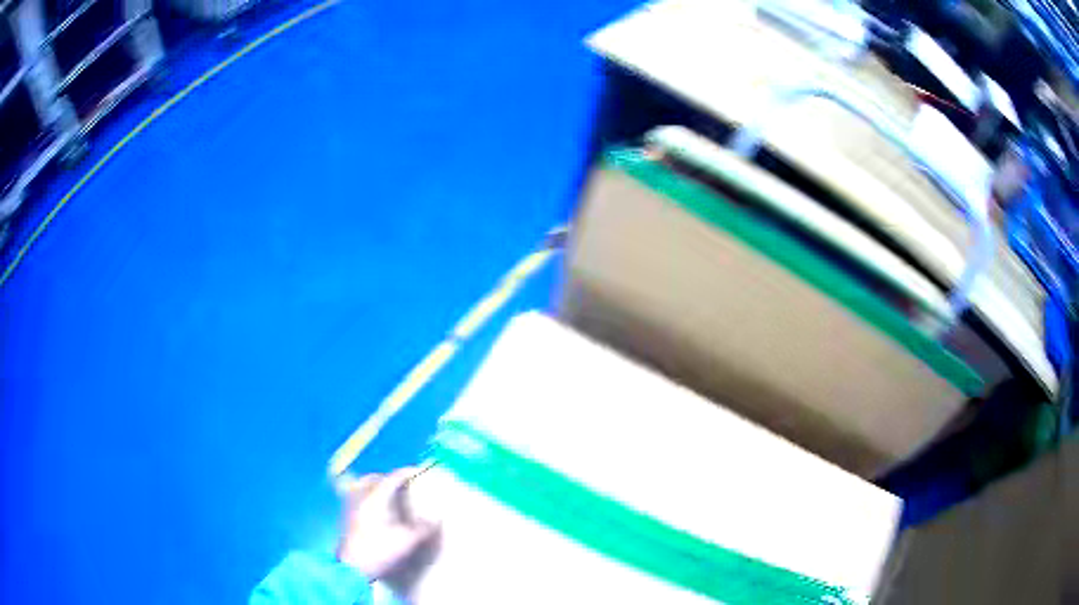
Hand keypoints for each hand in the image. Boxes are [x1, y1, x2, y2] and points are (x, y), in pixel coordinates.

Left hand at [336, 468, 438, 580]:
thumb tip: (438, 519)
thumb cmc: (379, 551)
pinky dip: (367, 495)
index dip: (406, 473)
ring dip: (376, 485)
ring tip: (389, 494)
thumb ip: (423, 528)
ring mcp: (350, 505)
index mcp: (376, 498)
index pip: (392, 478)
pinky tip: (376, 508)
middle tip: (404, 485)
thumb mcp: (406, 541)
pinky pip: (357, 495)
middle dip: (390, 478)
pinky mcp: (346, 515)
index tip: (419, 471)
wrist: (352, 567)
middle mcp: (361, 496)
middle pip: (375, 478)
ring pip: (362, 485)